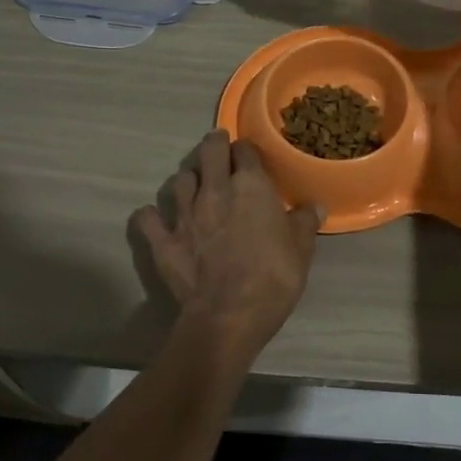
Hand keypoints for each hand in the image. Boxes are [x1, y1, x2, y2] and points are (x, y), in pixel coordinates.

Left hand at [129, 130, 321, 364]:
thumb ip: (305, 222)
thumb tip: (314, 206)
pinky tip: (158, 219)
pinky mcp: (163, 240)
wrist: (229, 315)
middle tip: (219, 152)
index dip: (247, 151)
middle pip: (208, 151)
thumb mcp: (302, 249)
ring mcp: (184, 214)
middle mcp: (214, 190)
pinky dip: (152, 216)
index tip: (251, 158)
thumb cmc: (274, 277)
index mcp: (250, 186)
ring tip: (195, 187)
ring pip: (179, 180)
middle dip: (214, 146)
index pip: (245, 150)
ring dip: (188, 180)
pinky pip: (147, 218)